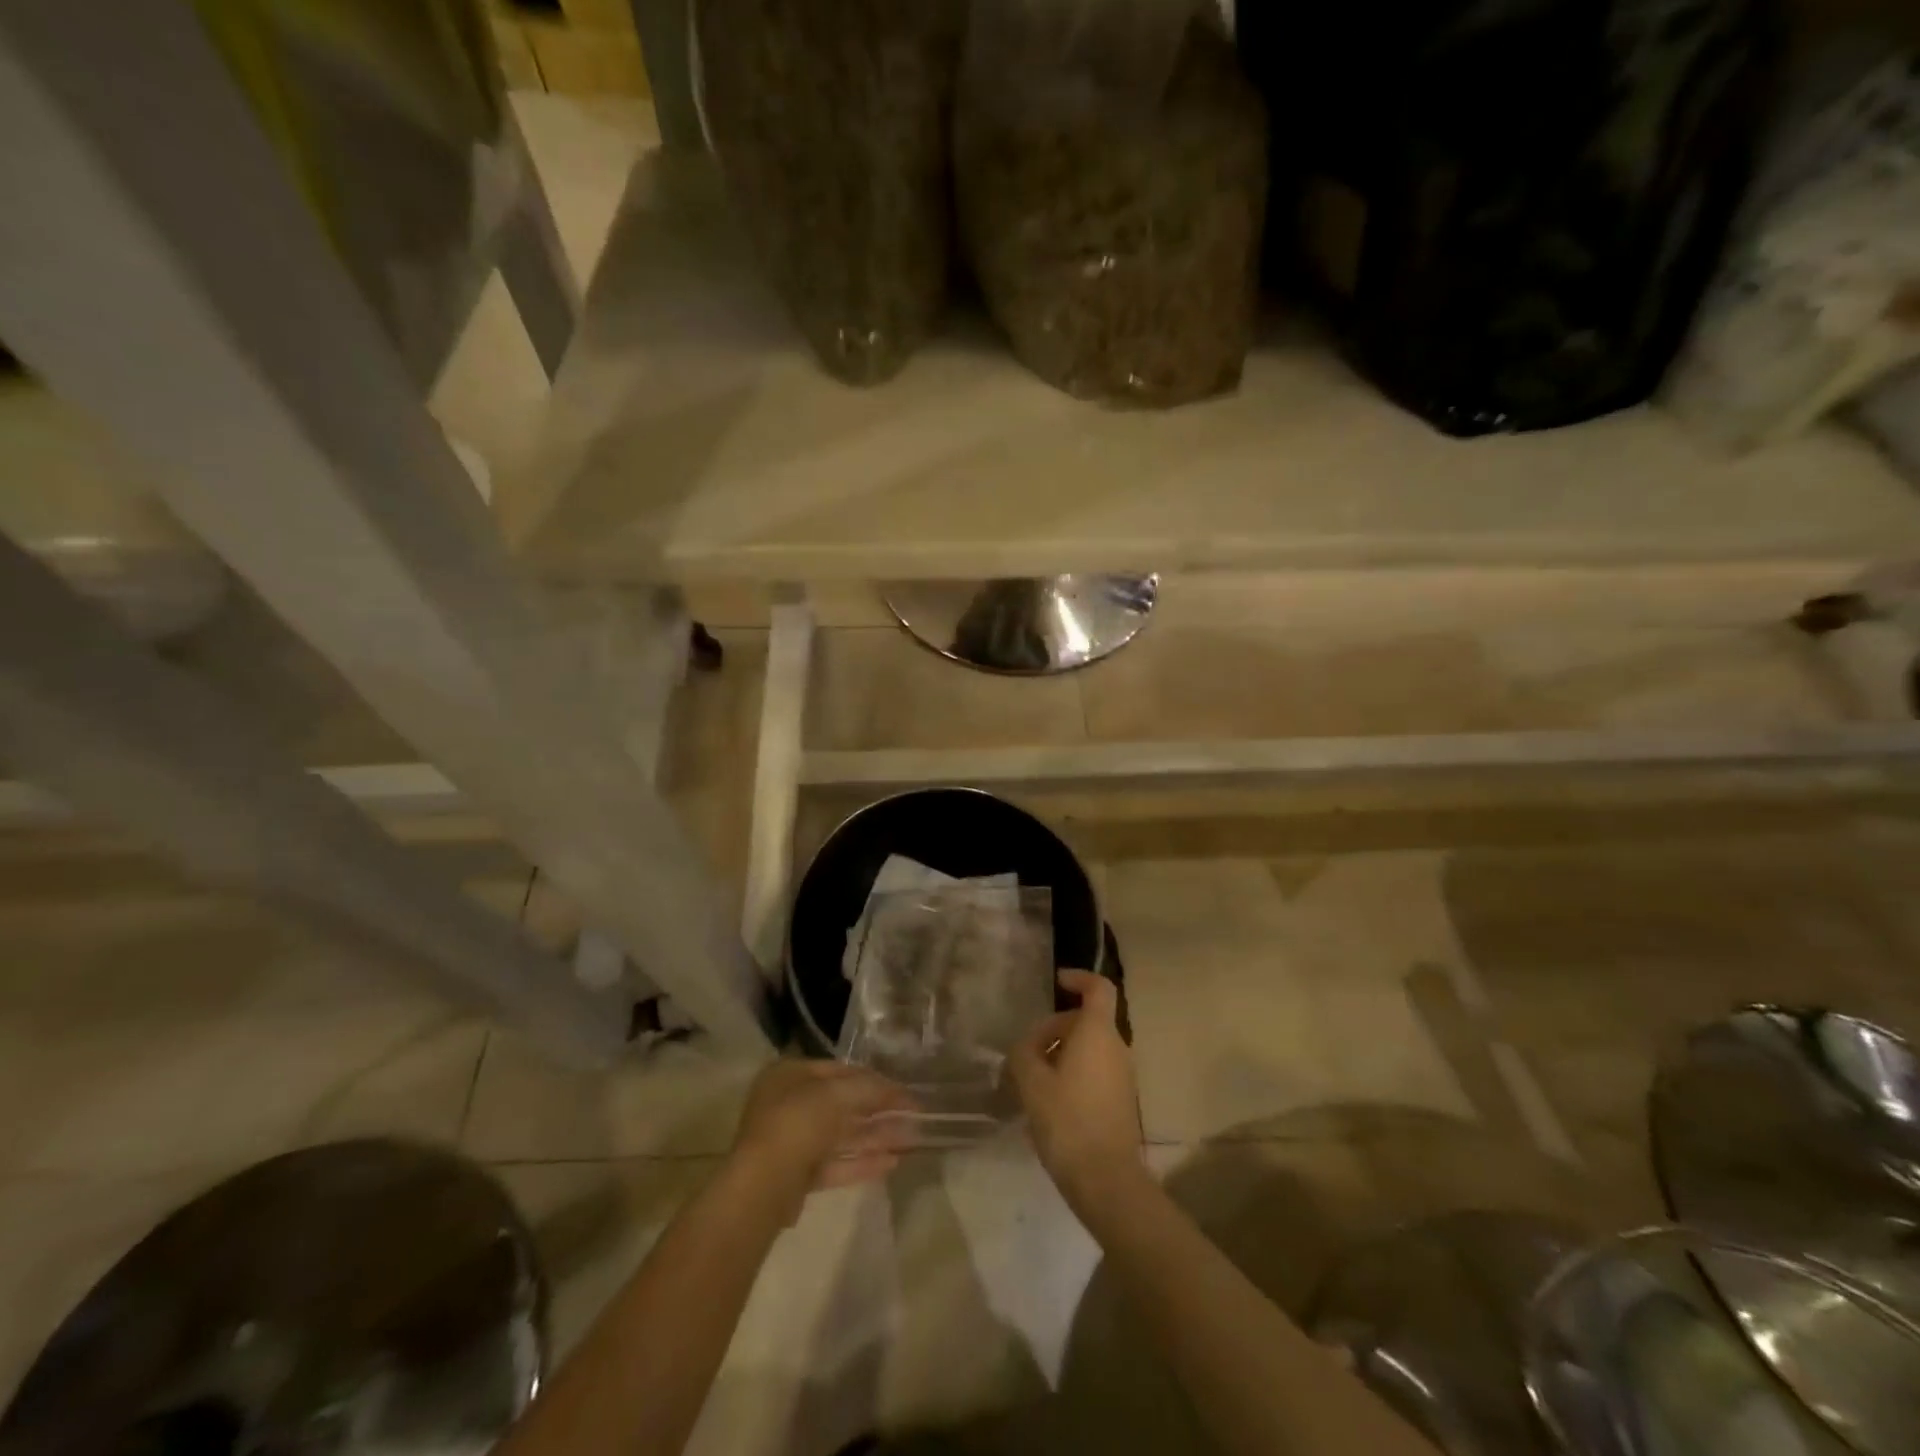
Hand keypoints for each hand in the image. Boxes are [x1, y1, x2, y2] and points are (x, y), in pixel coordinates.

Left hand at [729, 1059, 916, 1219]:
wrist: (763, 1186)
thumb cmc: (798, 1123)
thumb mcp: (838, 1094)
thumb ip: (870, 1088)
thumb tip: (897, 1090)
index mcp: (790, 1074)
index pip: (840, 1070)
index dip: (874, 1078)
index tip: (903, 1090)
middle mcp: (788, 1103)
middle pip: (842, 1104)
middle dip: (878, 1111)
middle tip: (913, 1117)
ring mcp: (791, 1141)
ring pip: (841, 1135)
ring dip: (875, 1137)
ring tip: (911, 1140)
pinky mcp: (797, 1176)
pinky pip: (835, 1163)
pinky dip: (862, 1161)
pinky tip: (892, 1163)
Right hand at [1009, 969, 1144, 1218]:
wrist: (1107, 1179)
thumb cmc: (1067, 1120)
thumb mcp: (1032, 1083)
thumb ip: (1024, 1053)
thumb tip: (1026, 1046)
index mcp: (1097, 1033)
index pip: (1098, 988)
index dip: (1078, 978)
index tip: (1057, 982)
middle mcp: (1116, 1047)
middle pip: (1086, 1020)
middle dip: (1055, 1028)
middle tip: (1025, 1052)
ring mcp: (1123, 1075)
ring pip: (1090, 1048)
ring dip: (1061, 1054)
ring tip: (1031, 1079)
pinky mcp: (1121, 1100)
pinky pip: (1095, 1071)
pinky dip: (1073, 1073)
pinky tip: (1049, 1102)